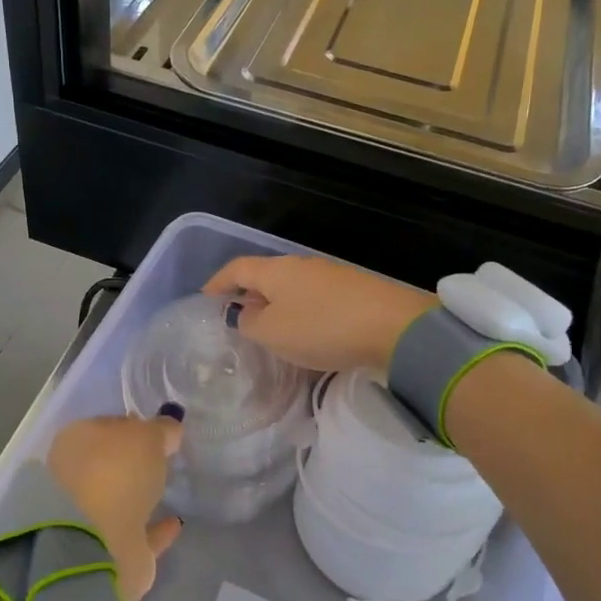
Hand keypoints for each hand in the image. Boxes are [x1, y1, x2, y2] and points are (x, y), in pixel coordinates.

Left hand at [46, 415, 184, 600]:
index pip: (105, 426)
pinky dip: (154, 529)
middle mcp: (74, 478)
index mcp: (74, 443)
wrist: (97, 545)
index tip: (156, 430)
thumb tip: (169, 429)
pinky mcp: (105, 551)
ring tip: (169, 489)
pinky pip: (135, 533)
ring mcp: (86, 517)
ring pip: (118, 499)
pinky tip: (175, 522)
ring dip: (140, 495)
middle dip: (132, 462)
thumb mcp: (147, 436)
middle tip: (163, 458)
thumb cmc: (116, 472)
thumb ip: (161, 429)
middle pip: (109, 464)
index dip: (131, 425)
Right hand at [202, 254, 434, 374]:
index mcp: (275, 270)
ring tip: (269, 332)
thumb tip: (242, 312)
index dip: (217, 283)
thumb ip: (249, 322)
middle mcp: (301, 266)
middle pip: (265, 276)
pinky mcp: (354, 293)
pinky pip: (314, 300)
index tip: (205, 299)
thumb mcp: (273, 332)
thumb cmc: (322, 328)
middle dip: (247, 295)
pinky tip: (305, 335)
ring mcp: (330, 277)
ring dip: (276, 307)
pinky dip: (300, 314)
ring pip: (291, 289)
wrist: (395, 328)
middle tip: (236, 320)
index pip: (236, 268)